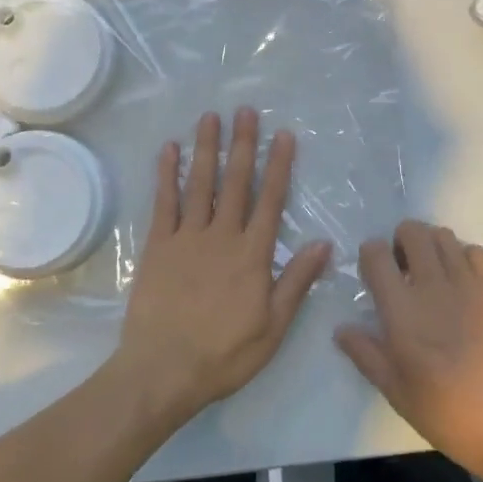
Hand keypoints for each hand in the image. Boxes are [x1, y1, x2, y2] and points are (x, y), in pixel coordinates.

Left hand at [116, 110, 331, 423]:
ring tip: (210, 117)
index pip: (270, 200)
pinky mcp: (158, 245)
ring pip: (200, 183)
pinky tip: (169, 150)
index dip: (278, 166)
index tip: (283, 135)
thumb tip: (324, 243)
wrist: (163, 371)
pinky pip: (164, 202)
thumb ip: (296, 282)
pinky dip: (167, 174)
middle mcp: (222, 235)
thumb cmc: (224, 354)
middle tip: (246, 110)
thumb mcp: (273, 328)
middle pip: (235, 181)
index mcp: (252, 254)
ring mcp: (187, 237)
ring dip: (206, 148)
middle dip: (243, 144)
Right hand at [335, 220, 482, 481]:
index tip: (375, 276)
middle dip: (401, 242)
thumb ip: (367, 356)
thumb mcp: (399, 394)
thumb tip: (341, 329)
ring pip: (442, 235)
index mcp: (401, 310)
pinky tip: (464, 284)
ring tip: (433, 275)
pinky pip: (474, 250)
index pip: (375, 253)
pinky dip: (463, 257)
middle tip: (404, 271)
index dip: (371, 256)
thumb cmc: (452, 415)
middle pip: (410, 231)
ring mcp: (468, 281)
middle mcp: (432, 284)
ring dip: (431, 246)